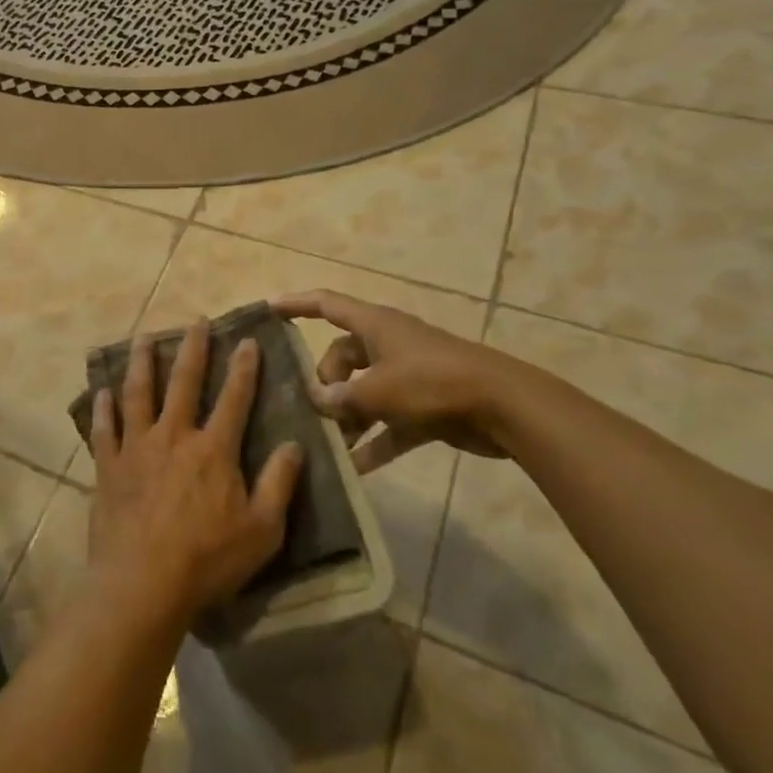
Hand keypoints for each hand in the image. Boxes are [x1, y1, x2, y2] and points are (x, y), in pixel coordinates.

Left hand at [87, 321, 304, 626]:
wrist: (142, 583)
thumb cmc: (207, 560)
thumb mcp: (262, 530)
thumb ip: (279, 484)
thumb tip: (293, 444)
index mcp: (213, 449)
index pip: (234, 398)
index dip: (243, 368)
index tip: (247, 340)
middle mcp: (173, 436)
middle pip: (183, 382)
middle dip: (192, 349)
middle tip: (195, 322)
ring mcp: (136, 447)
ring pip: (138, 393)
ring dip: (141, 362)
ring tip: (143, 337)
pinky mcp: (107, 466)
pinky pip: (104, 428)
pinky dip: (103, 408)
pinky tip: (101, 392)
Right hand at [273, 290, 510, 470]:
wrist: (504, 407)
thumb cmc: (433, 383)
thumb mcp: (378, 390)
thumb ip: (341, 397)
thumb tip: (317, 401)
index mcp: (374, 325)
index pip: (326, 304)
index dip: (295, 305)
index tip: (267, 310)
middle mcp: (387, 344)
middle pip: (341, 357)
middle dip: (326, 384)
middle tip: (317, 411)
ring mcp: (407, 375)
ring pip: (363, 391)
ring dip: (347, 416)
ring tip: (331, 444)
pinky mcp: (425, 405)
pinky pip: (388, 422)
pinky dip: (374, 441)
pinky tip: (356, 468)